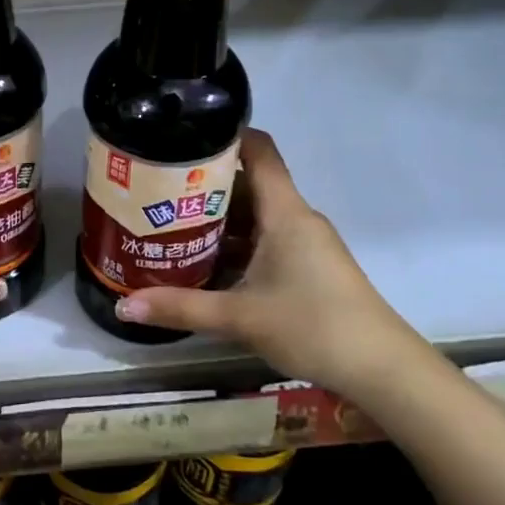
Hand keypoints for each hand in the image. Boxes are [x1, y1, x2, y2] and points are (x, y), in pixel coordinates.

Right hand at [111, 130, 438, 398]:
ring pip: (256, 217)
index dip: (225, 135)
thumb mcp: (238, 317)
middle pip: (248, 184)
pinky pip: (266, 241)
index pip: (259, 151)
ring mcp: (305, 244)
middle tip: (157, 191)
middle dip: (204, 186)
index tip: (182, 138)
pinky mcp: (309, 267)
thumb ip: (180, 308)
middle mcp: (295, 218)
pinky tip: (205, 263)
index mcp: (284, 212)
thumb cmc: (312, 325)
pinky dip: (236, 245)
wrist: (382, 369)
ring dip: (217, 220)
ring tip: (169, 225)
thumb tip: (123, 306)